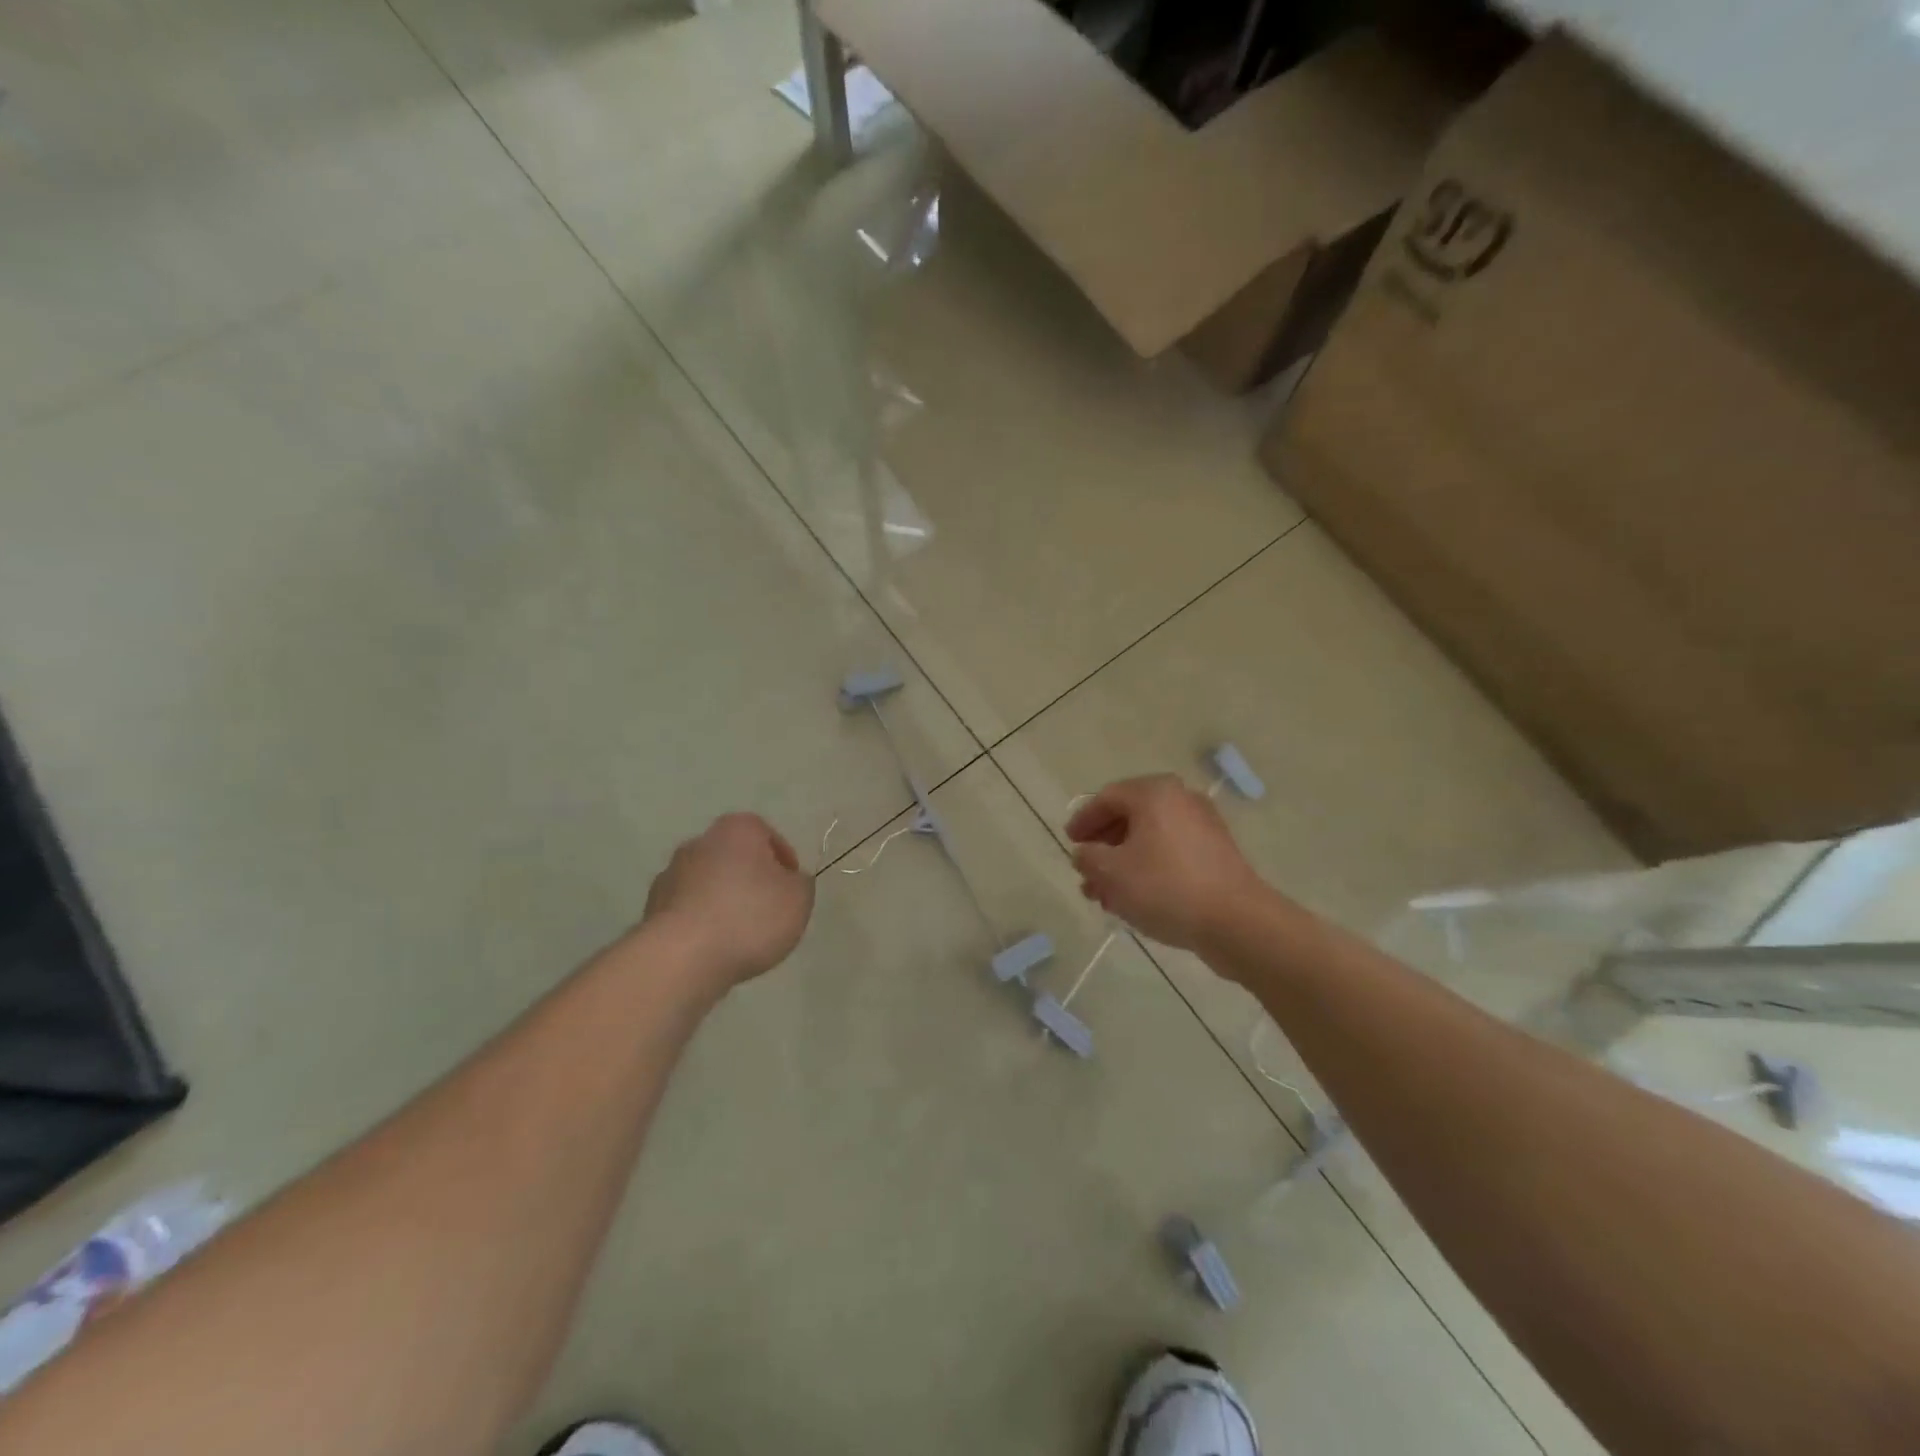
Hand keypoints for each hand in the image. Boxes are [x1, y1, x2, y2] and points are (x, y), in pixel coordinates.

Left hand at [640, 813, 814, 990]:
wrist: (682, 958)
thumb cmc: (750, 917)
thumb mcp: (799, 899)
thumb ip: (800, 883)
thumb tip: (789, 881)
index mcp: (737, 829)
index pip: (767, 835)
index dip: (783, 860)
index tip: (791, 888)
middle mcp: (700, 842)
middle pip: (734, 857)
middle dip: (750, 879)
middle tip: (768, 909)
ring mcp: (670, 875)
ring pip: (708, 883)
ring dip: (723, 900)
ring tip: (740, 935)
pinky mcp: (651, 909)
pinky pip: (688, 910)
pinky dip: (701, 922)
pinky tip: (714, 947)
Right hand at [1067, 775, 1269, 951]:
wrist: (1236, 921)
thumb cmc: (1165, 887)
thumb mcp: (1111, 873)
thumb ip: (1088, 857)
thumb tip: (1084, 852)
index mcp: (1154, 793)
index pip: (1106, 798)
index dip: (1083, 821)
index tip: (1070, 843)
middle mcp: (1180, 799)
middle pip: (1129, 817)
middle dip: (1103, 847)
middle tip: (1086, 873)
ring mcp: (1203, 826)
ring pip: (1150, 839)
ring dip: (1123, 863)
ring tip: (1106, 896)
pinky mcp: (1216, 853)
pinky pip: (1171, 852)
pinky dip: (1149, 869)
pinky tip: (1136, 899)